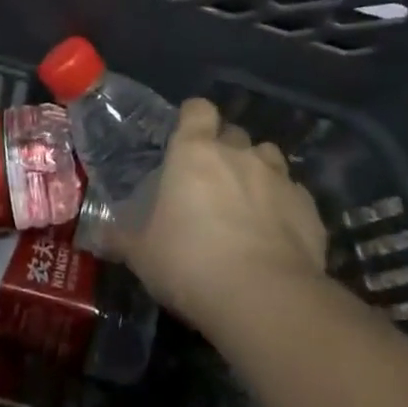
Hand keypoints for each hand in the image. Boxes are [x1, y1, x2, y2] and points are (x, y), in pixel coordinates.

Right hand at [113, 98, 327, 334]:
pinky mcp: (310, 209)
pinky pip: (295, 196)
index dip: (193, 118)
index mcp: (195, 152)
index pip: (198, 110)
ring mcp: (280, 178)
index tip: (186, 135)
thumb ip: (122, 239)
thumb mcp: (143, 255)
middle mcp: (240, 154)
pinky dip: (286, 208)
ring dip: (258, 174)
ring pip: (269, 159)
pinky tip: (278, 236)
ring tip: (249, 205)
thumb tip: (98, 236)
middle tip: (213, 182)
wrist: (264, 297)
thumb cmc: (190, 263)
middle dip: (226, 150)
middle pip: (235, 134)